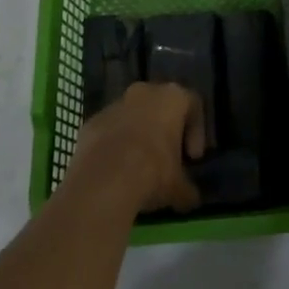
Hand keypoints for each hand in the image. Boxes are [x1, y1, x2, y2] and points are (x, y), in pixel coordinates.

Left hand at [67, 81, 204, 215]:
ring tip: (138, 168)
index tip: (192, 158)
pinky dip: (114, 145)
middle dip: (165, 130)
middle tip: (167, 159)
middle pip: (160, 106)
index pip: (194, 105)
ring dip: (138, 136)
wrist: (103, 181)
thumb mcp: (179, 187)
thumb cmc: (153, 172)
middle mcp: (145, 91)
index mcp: (173, 97)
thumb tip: (190, 197)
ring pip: (132, 116)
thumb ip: (188, 188)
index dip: (197, 132)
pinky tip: (114, 171)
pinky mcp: (92, 121)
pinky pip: (109, 130)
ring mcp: (115, 104)